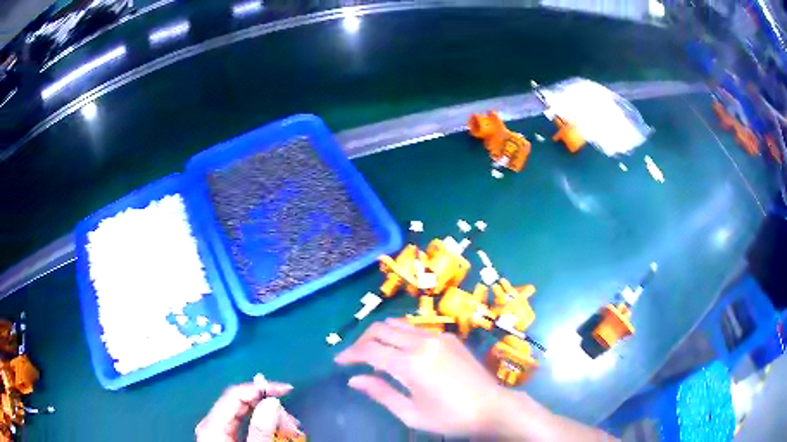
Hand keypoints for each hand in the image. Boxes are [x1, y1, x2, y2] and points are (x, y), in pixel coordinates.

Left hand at [196, 379, 300, 441]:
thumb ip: (260, 431)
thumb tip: (271, 402)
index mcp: (213, 424)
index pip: (236, 394)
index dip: (260, 388)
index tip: (287, 391)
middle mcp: (213, 423)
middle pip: (241, 403)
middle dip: (270, 408)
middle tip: (294, 423)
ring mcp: (218, 431)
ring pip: (245, 414)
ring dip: (270, 419)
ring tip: (290, 432)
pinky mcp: (225, 438)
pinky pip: (245, 425)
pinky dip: (263, 427)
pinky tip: (277, 434)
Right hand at [334, 319, 508, 436]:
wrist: (491, 407)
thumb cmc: (449, 417)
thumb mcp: (411, 413)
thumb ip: (381, 393)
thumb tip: (354, 379)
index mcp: (410, 364)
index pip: (369, 350)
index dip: (350, 354)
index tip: (339, 361)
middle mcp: (422, 342)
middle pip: (381, 329)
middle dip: (362, 340)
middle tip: (355, 357)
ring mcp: (438, 336)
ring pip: (398, 324)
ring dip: (381, 335)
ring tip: (374, 352)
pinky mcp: (449, 337)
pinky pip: (416, 328)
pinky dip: (400, 335)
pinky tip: (401, 351)